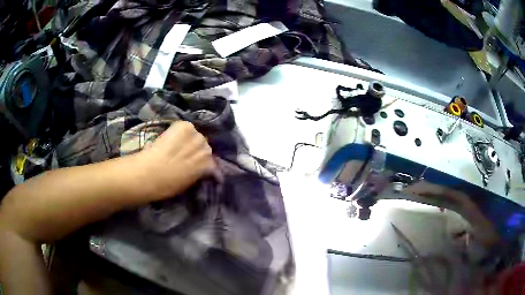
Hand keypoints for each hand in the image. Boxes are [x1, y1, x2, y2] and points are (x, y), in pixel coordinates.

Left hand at [138, 121, 215, 199]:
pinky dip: (179, 131)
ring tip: (178, 144)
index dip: (204, 164)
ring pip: (196, 136)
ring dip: (190, 140)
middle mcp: (206, 149)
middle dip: (197, 151)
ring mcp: (196, 136)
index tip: (197, 167)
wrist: (149, 173)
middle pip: (205, 147)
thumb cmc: (166, 186)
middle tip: (186, 155)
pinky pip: (186, 127)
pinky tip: (172, 136)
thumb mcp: (187, 185)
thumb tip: (198, 169)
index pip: (212, 163)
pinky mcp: (185, 126)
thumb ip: (197, 174)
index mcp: (208, 166)